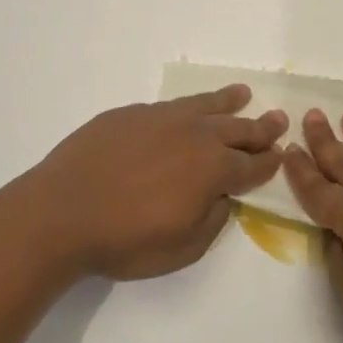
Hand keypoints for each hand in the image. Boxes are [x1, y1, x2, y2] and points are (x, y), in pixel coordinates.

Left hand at [29, 85, 287, 281]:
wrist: (61, 212)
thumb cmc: (125, 240)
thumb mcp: (184, 247)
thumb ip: (213, 219)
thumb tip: (222, 197)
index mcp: (213, 170)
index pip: (252, 165)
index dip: (269, 162)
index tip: (281, 154)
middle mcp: (195, 136)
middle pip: (237, 129)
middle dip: (261, 127)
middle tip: (278, 119)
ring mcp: (161, 119)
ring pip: (205, 106)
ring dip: (228, 102)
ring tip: (243, 94)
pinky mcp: (130, 114)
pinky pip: (171, 105)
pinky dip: (190, 104)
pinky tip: (189, 108)